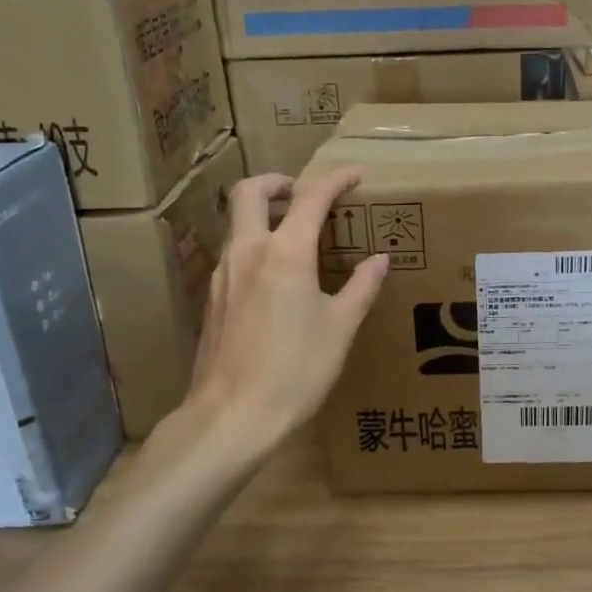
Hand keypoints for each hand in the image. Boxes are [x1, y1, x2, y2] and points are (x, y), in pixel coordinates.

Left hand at [178, 168, 388, 449]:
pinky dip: (252, 243)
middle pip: (249, 191)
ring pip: (235, 222)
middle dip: (277, 182)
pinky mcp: (211, 298)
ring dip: (261, 212)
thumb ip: (361, 287)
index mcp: (286, 253)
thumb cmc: (296, 370)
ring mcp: (222, 275)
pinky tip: (274, 276)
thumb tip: (380, 260)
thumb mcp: (340, 328)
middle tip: (303, 193)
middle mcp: (247, 252)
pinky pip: (231, 252)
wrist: (232, 417)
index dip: (335, 180)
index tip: (355, 175)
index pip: (311, 198)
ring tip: (293, 233)